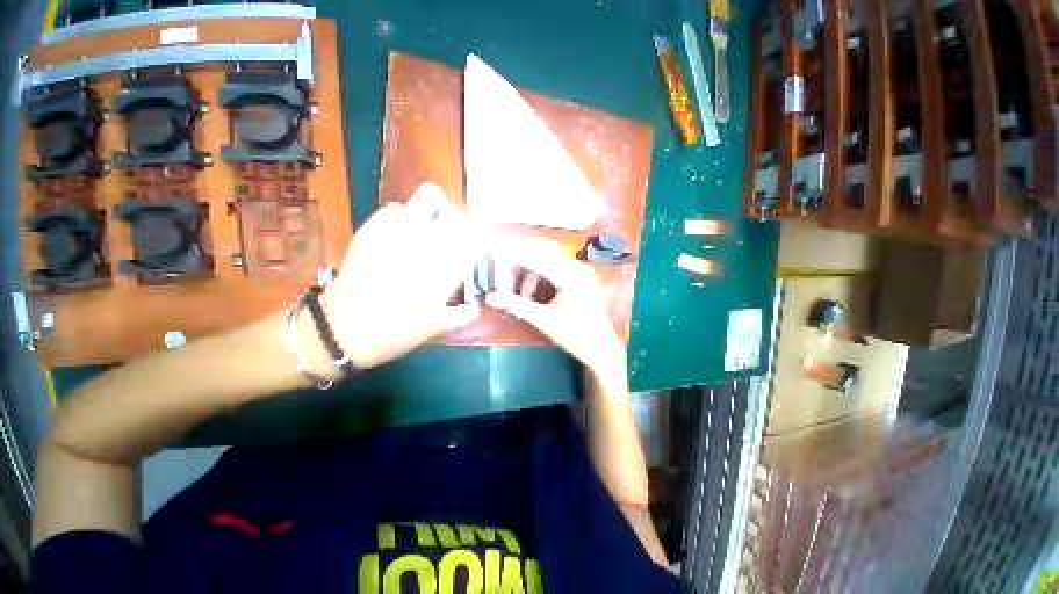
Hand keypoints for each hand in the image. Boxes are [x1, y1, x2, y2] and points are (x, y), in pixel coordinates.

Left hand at [321, 183, 482, 368]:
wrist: (343, 329)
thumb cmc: (397, 332)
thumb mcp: (437, 327)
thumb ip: (462, 314)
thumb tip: (476, 306)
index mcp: (448, 266)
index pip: (475, 237)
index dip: (480, 239)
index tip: (477, 247)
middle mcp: (429, 242)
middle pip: (457, 212)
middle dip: (460, 222)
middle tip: (453, 235)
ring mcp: (400, 230)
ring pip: (429, 196)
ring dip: (434, 210)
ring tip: (427, 228)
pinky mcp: (373, 227)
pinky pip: (395, 207)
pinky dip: (403, 216)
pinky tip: (398, 234)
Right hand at [485, 238, 626, 383]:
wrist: (602, 349)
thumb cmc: (576, 337)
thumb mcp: (544, 321)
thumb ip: (517, 305)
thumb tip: (490, 298)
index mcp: (571, 275)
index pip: (536, 256)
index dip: (513, 252)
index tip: (493, 246)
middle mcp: (577, 266)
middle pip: (541, 252)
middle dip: (519, 262)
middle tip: (502, 276)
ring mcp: (579, 270)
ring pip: (546, 260)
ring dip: (528, 274)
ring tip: (522, 297)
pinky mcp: (578, 276)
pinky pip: (553, 268)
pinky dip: (538, 278)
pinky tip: (532, 295)